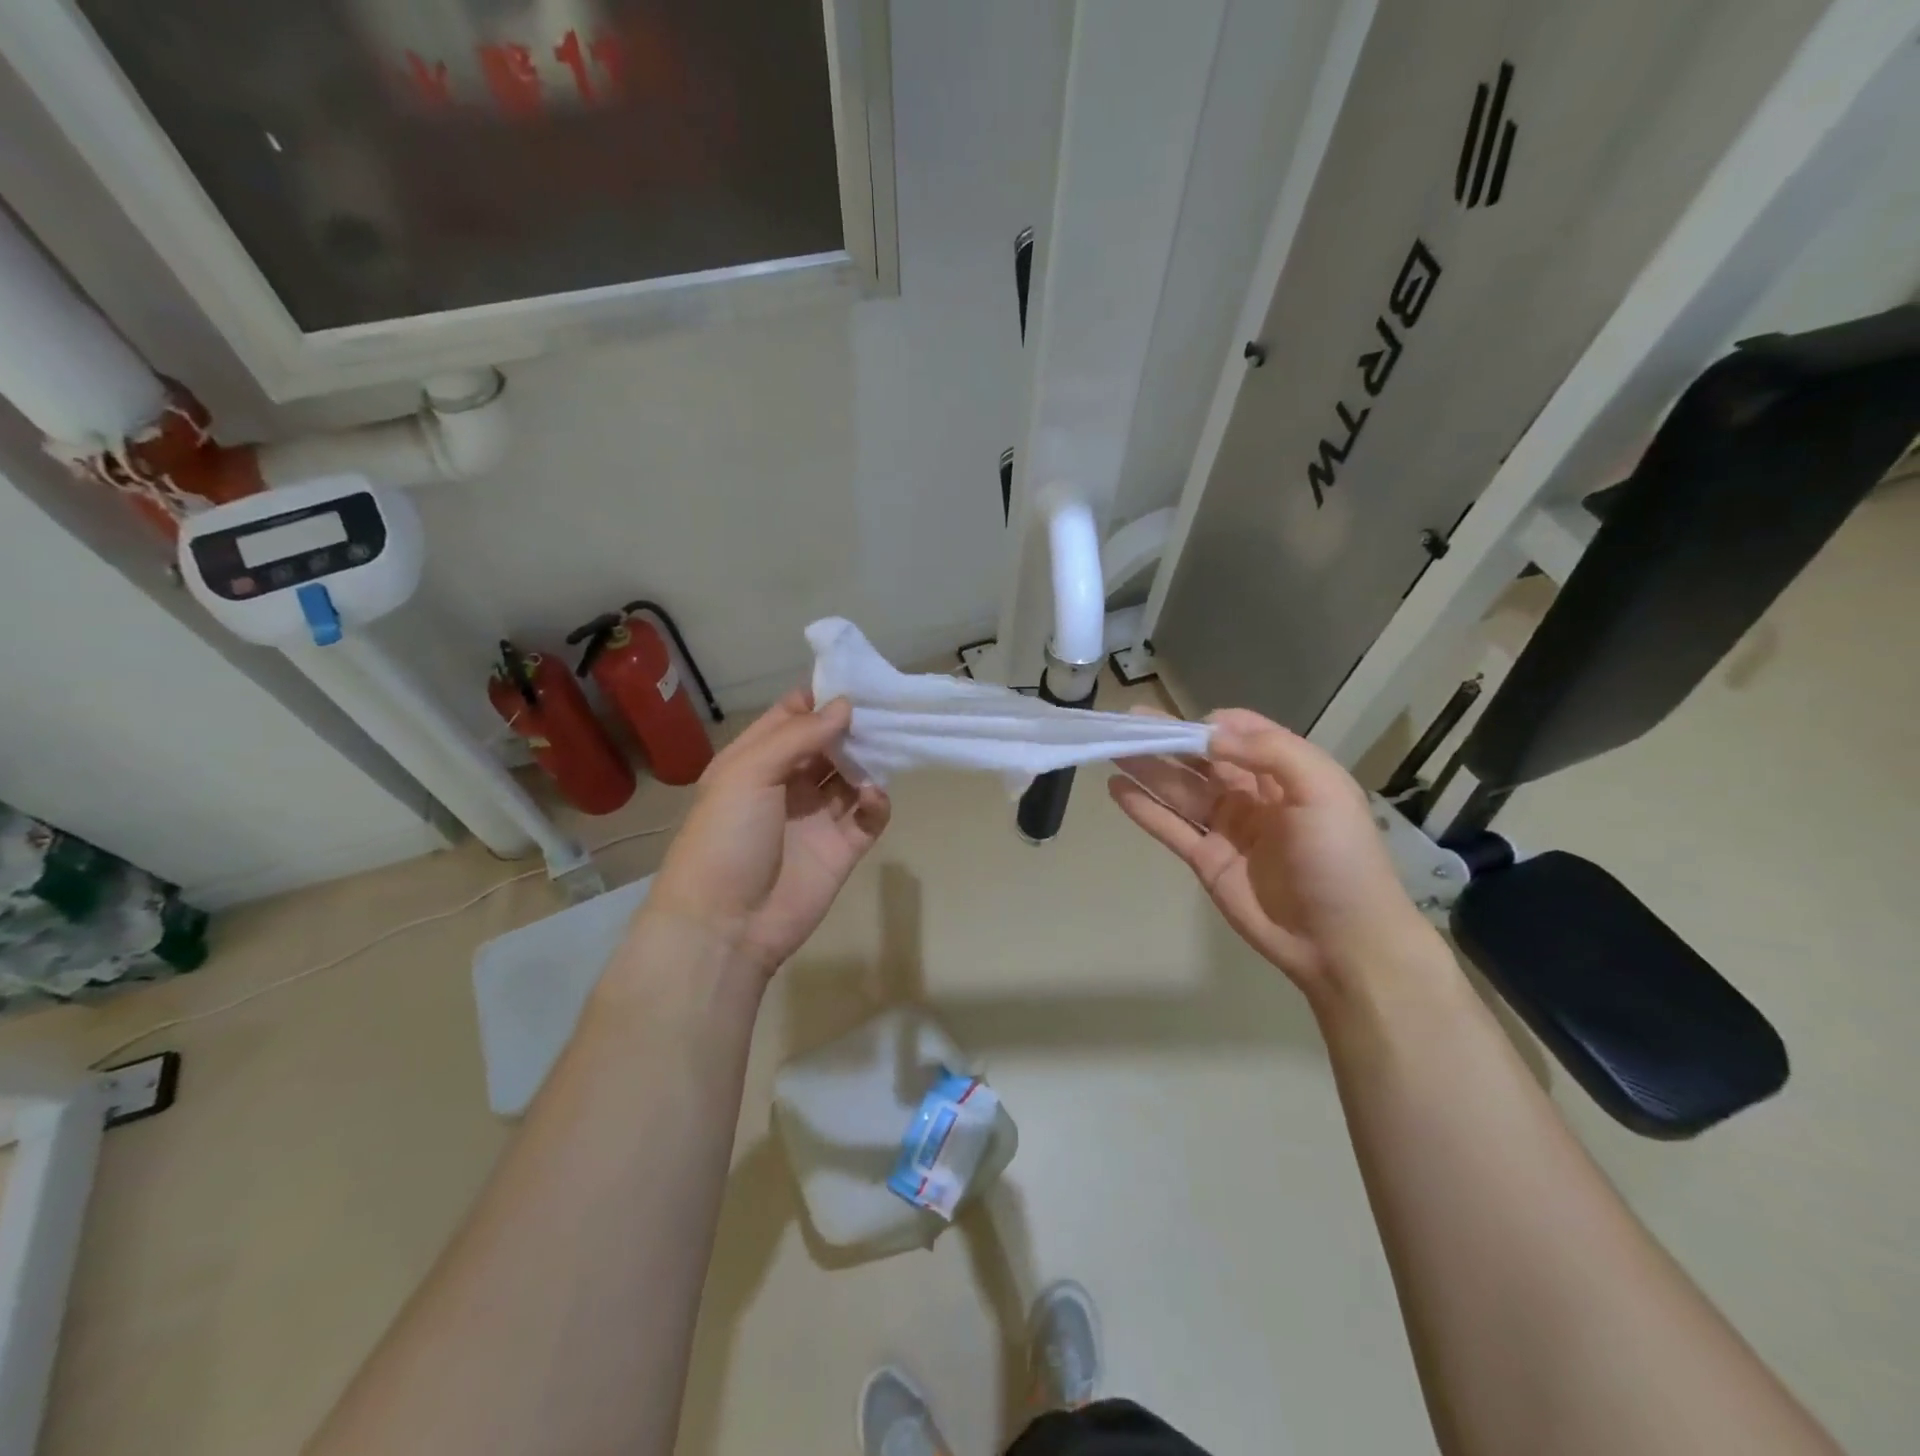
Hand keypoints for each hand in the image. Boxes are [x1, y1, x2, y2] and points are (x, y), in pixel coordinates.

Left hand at [643, 691, 889, 977]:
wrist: (725, 926)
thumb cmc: (725, 838)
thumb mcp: (748, 773)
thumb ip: (798, 736)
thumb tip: (845, 706)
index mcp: (756, 760)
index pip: (792, 716)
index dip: (821, 698)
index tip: (856, 680)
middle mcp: (788, 783)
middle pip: (829, 743)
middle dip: (854, 726)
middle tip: (886, 708)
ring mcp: (816, 817)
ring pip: (852, 776)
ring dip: (870, 760)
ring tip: (890, 745)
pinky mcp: (842, 848)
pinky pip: (868, 816)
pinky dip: (876, 802)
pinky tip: (873, 796)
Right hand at [1108, 708, 1438, 1003]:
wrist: (1342, 942)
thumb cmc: (1339, 858)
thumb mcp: (1322, 790)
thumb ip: (1270, 751)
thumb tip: (1210, 733)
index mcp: (1284, 773)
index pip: (1240, 734)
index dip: (1209, 725)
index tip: (1181, 723)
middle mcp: (1252, 795)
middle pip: (1200, 759)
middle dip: (1166, 739)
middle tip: (1126, 722)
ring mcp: (1226, 828)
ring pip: (1178, 790)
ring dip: (1146, 768)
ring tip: (1110, 747)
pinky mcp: (1206, 860)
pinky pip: (1169, 827)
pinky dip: (1142, 808)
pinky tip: (1116, 788)